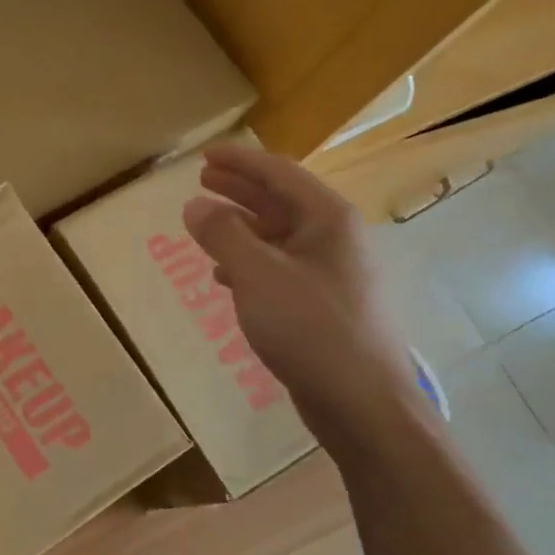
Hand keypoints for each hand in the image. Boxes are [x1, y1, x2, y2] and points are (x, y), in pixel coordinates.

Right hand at [182, 141, 418, 431]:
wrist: (359, 399)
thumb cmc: (309, 327)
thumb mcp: (257, 274)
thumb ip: (223, 235)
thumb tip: (195, 205)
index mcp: (328, 220)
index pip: (280, 174)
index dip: (240, 162)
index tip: (204, 156)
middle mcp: (335, 239)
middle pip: (281, 202)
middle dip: (241, 190)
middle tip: (202, 180)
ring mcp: (332, 274)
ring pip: (280, 238)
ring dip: (242, 228)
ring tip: (207, 225)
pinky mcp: (323, 305)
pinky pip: (281, 269)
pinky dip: (251, 264)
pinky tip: (227, 276)